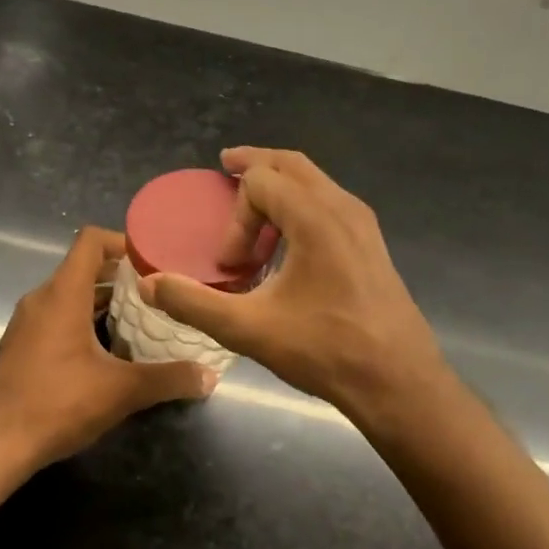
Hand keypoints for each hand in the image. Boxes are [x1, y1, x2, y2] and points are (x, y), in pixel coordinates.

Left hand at [0, 226, 215, 471]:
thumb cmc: (57, 403)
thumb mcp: (121, 391)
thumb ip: (168, 379)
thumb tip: (209, 376)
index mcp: (63, 294)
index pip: (91, 241)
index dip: (123, 242)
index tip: (154, 261)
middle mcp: (41, 298)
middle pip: (83, 268)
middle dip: (121, 276)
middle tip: (159, 292)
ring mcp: (26, 322)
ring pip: (70, 295)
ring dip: (103, 301)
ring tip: (140, 320)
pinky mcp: (20, 345)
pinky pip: (56, 317)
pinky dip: (83, 320)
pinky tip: (107, 352)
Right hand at [139, 148, 448, 426]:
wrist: (399, 384)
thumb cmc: (325, 351)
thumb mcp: (248, 329)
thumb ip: (193, 303)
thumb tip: (149, 285)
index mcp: (315, 218)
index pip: (261, 184)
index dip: (235, 217)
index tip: (230, 263)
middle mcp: (343, 208)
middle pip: (291, 164)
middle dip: (255, 165)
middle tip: (226, 167)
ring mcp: (363, 224)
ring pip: (315, 181)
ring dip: (279, 185)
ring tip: (254, 209)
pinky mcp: (371, 245)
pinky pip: (329, 202)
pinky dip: (300, 203)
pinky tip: (289, 241)